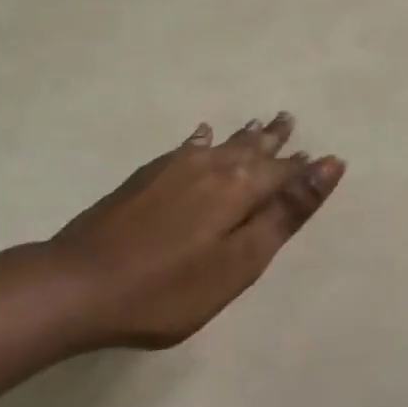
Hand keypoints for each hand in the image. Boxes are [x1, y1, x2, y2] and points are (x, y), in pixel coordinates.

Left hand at [49, 113, 344, 350]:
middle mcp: (213, 167)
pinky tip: (201, 135)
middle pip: (252, 149)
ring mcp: (176, 168)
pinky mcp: (148, 176)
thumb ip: (285, 213)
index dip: (302, 168)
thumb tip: (328, 164)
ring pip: (222, 144)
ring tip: (260, 122)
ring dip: (244, 135)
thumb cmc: (168, 288)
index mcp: (240, 188)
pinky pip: (187, 147)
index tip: (320, 156)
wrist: (79, 284)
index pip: (283, 172)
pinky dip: (201, 139)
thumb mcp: (239, 262)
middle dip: (274, 139)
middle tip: (288, 118)